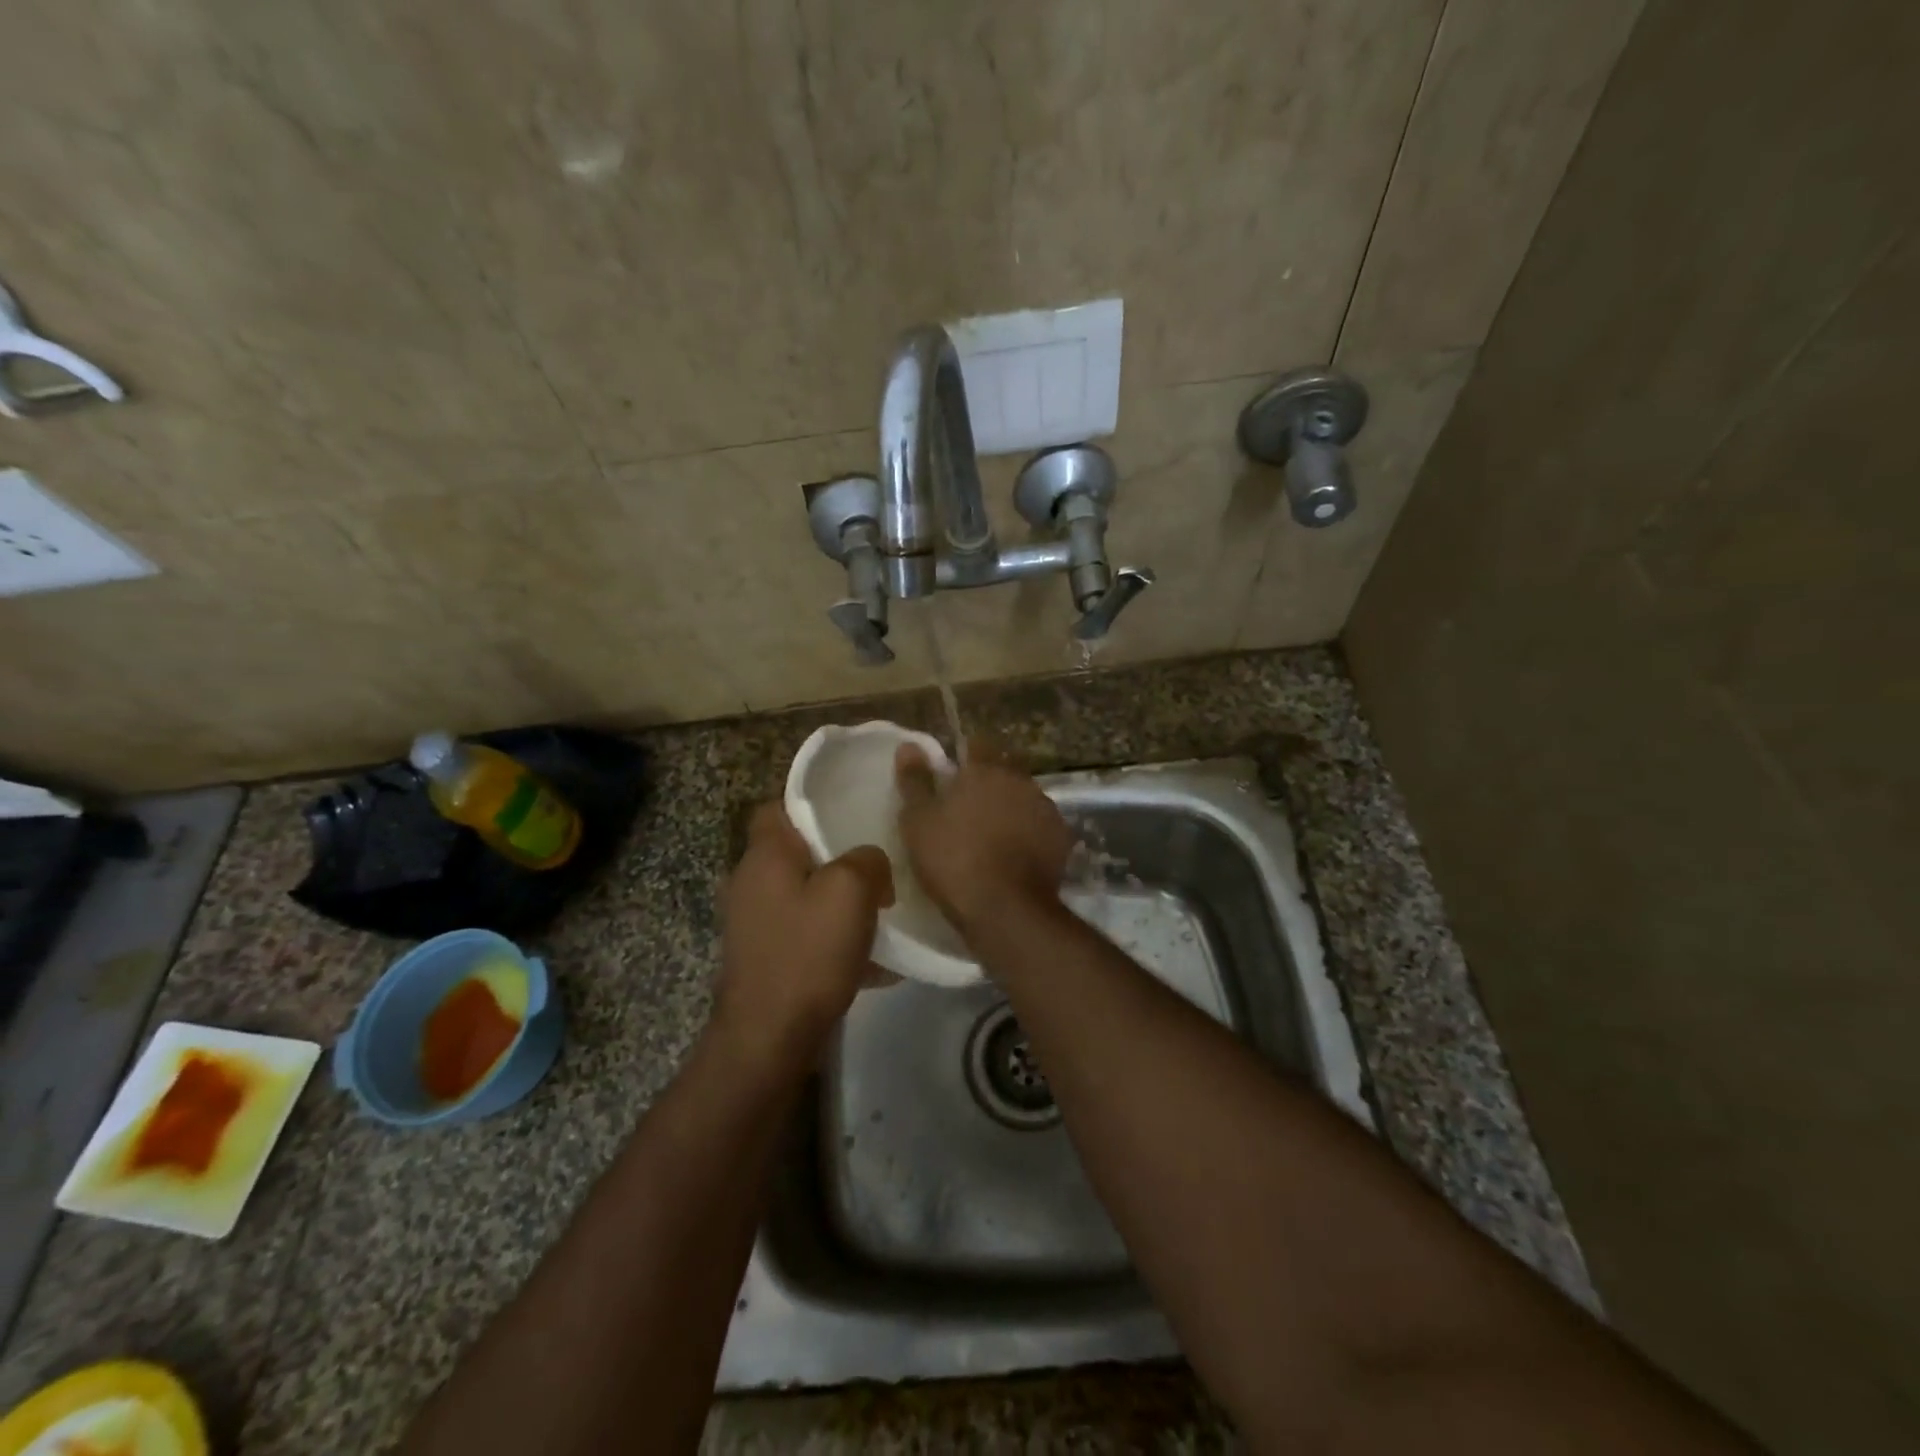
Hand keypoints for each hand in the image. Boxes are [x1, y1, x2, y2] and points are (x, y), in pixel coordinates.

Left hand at [716, 803, 892, 1064]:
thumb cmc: (807, 953)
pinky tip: (875, 961)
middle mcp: (751, 883)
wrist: (769, 1038)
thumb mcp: (850, 891)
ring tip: (882, 911)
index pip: (776, 807)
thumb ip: (867, 860)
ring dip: (840, 901)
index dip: (810, 803)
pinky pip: (807, 934)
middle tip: (877, 862)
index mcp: (764, 856)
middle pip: (796, 853)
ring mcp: (755, 924)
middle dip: (837, 856)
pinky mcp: (766, 957)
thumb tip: (871, 862)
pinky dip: (835, 939)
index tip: (850, 808)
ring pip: (805, 895)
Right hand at [895, 743, 1072, 932]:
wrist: (1006, 909)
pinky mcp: (1062, 838)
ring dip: (1012, 807)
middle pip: (1006, 769)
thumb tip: (909, 745)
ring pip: (1025, 797)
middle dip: (991, 780)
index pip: (978, 743)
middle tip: (970, 806)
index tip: (954, 773)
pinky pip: (1041, 826)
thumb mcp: (918, 821)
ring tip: (994, 833)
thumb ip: (915, 780)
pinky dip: (1030, 833)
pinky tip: (1016, 854)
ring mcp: (1046, 808)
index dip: (966, 755)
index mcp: (985, 769)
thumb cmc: (953, 860)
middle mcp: (1021, 780)